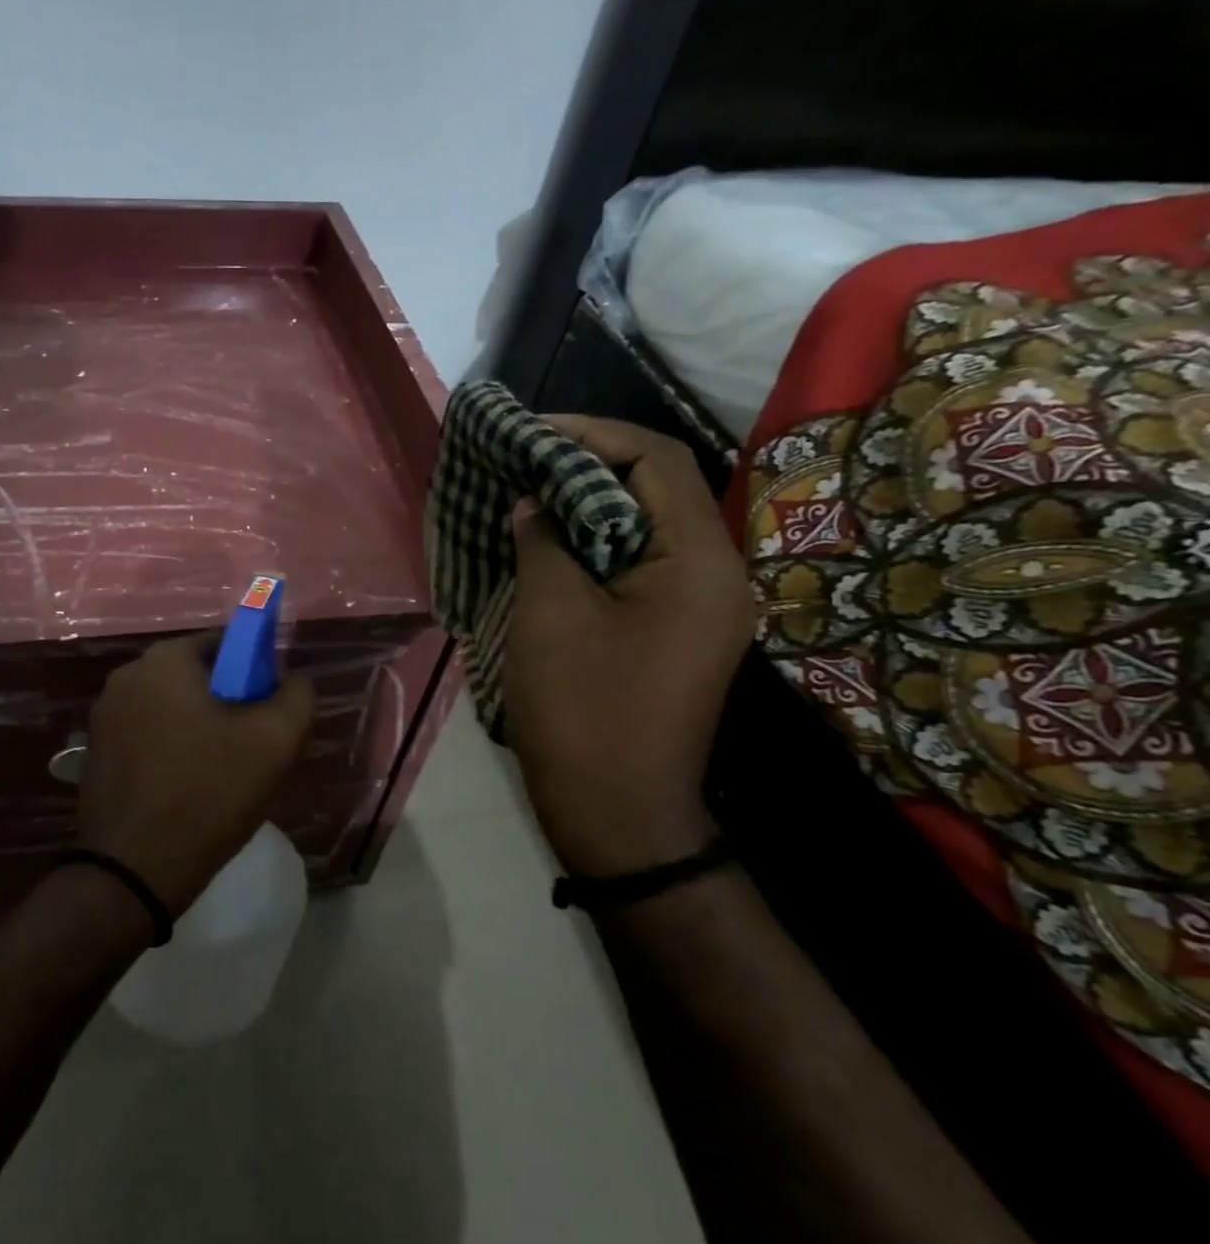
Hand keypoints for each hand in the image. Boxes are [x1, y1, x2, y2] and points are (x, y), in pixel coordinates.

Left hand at [78, 634, 314, 914]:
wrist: (135, 870)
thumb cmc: (209, 792)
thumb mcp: (276, 741)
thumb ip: (297, 695)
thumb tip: (293, 679)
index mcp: (164, 660)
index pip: (225, 643)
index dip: (256, 671)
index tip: (269, 711)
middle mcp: (127, 676)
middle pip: (196, 675)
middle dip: (228, 701)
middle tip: (251, 745)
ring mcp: (104, 716)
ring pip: (171, 707)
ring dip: (199, 727)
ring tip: (221, 772)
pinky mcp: (95, 752)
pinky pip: (146, 735)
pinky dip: (171, 749)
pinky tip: (186, 787)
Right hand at [503, 417, 754, 877]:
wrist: (617, 812)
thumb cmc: (583, 709)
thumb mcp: (551, 613)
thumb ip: (544, 540)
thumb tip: (533, 501)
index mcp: (700, 562)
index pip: (658, 461)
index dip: (593, 434)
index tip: (532, 431)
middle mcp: (718, 574)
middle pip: (659, 488)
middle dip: (589, 465)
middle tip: (525, 460)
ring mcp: (702, 606)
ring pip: (648, 526)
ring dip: (590, 504)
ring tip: (530, 493)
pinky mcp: (679, 630)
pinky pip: (642, 564)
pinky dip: (596, 543)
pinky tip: (551, 545)